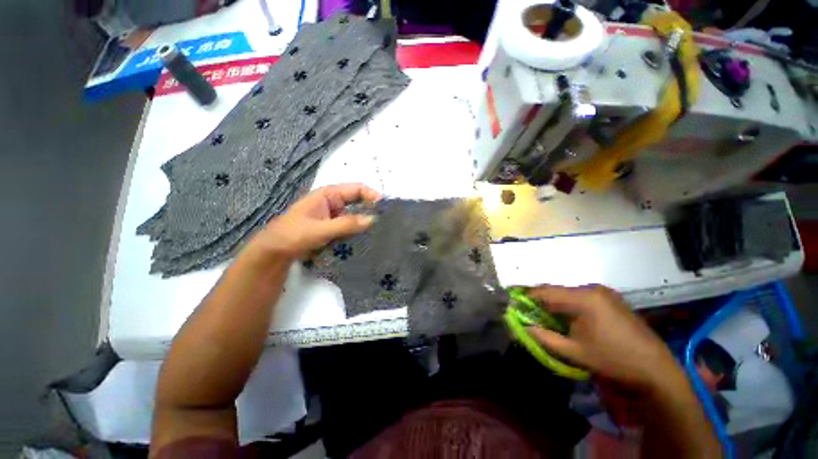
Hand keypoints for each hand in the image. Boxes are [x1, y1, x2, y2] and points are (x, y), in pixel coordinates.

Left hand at [248, 183, 380, 259]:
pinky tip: (367, 239)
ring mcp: (334, 216)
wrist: (275, 252)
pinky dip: (358, 231)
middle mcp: (334, 203)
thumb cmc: (293, 235)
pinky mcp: (334, 228)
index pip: (356, 189)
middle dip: (371, 209)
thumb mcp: (321, 229)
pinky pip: (350, 227)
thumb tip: (373, 220)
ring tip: (381, 231)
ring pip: (355, 215)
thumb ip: (347, 224)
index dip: (371, 195)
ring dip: (366, 222)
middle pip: (358, 202)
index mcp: (329, 195)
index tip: (384, 207)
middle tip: (387, 220)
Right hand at [525, 285, 679, 388]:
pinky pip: (581, 296)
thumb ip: (544, 337)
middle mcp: (592, 288)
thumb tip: (523, 326)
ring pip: (568, 293)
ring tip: (547, 318)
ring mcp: (603, 292)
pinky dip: (569, 304)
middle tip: (529, 314)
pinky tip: (569, 318)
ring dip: (555, 303)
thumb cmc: (612, 359)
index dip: (526, 297)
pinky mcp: (610, 298)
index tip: (514, 304)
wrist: (655, 368)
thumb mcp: (574, 352)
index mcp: (583, 298)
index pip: (544, 291)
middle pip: (556, 290)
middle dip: (540, 301)